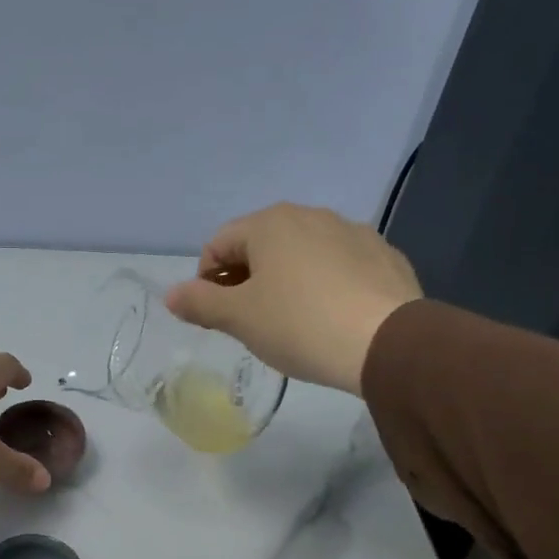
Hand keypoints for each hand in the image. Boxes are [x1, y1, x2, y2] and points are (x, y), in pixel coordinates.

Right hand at [165, 203, 423, 393]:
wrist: (387, 342)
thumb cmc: (298, 325)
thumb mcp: (239, 318)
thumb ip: (200, 303)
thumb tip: (171, 294)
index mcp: (270, 223)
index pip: (219, 243)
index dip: (205, 280)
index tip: (213, 315)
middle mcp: (311, 215)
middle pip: (260, 245)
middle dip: (245, 279)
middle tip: (247, 321)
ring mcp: (353, 232)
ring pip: (301, 254)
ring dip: (284, 281)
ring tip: (289, 322)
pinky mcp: (383, 256)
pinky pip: (337, 267)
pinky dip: (323, 285)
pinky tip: (328, 318)